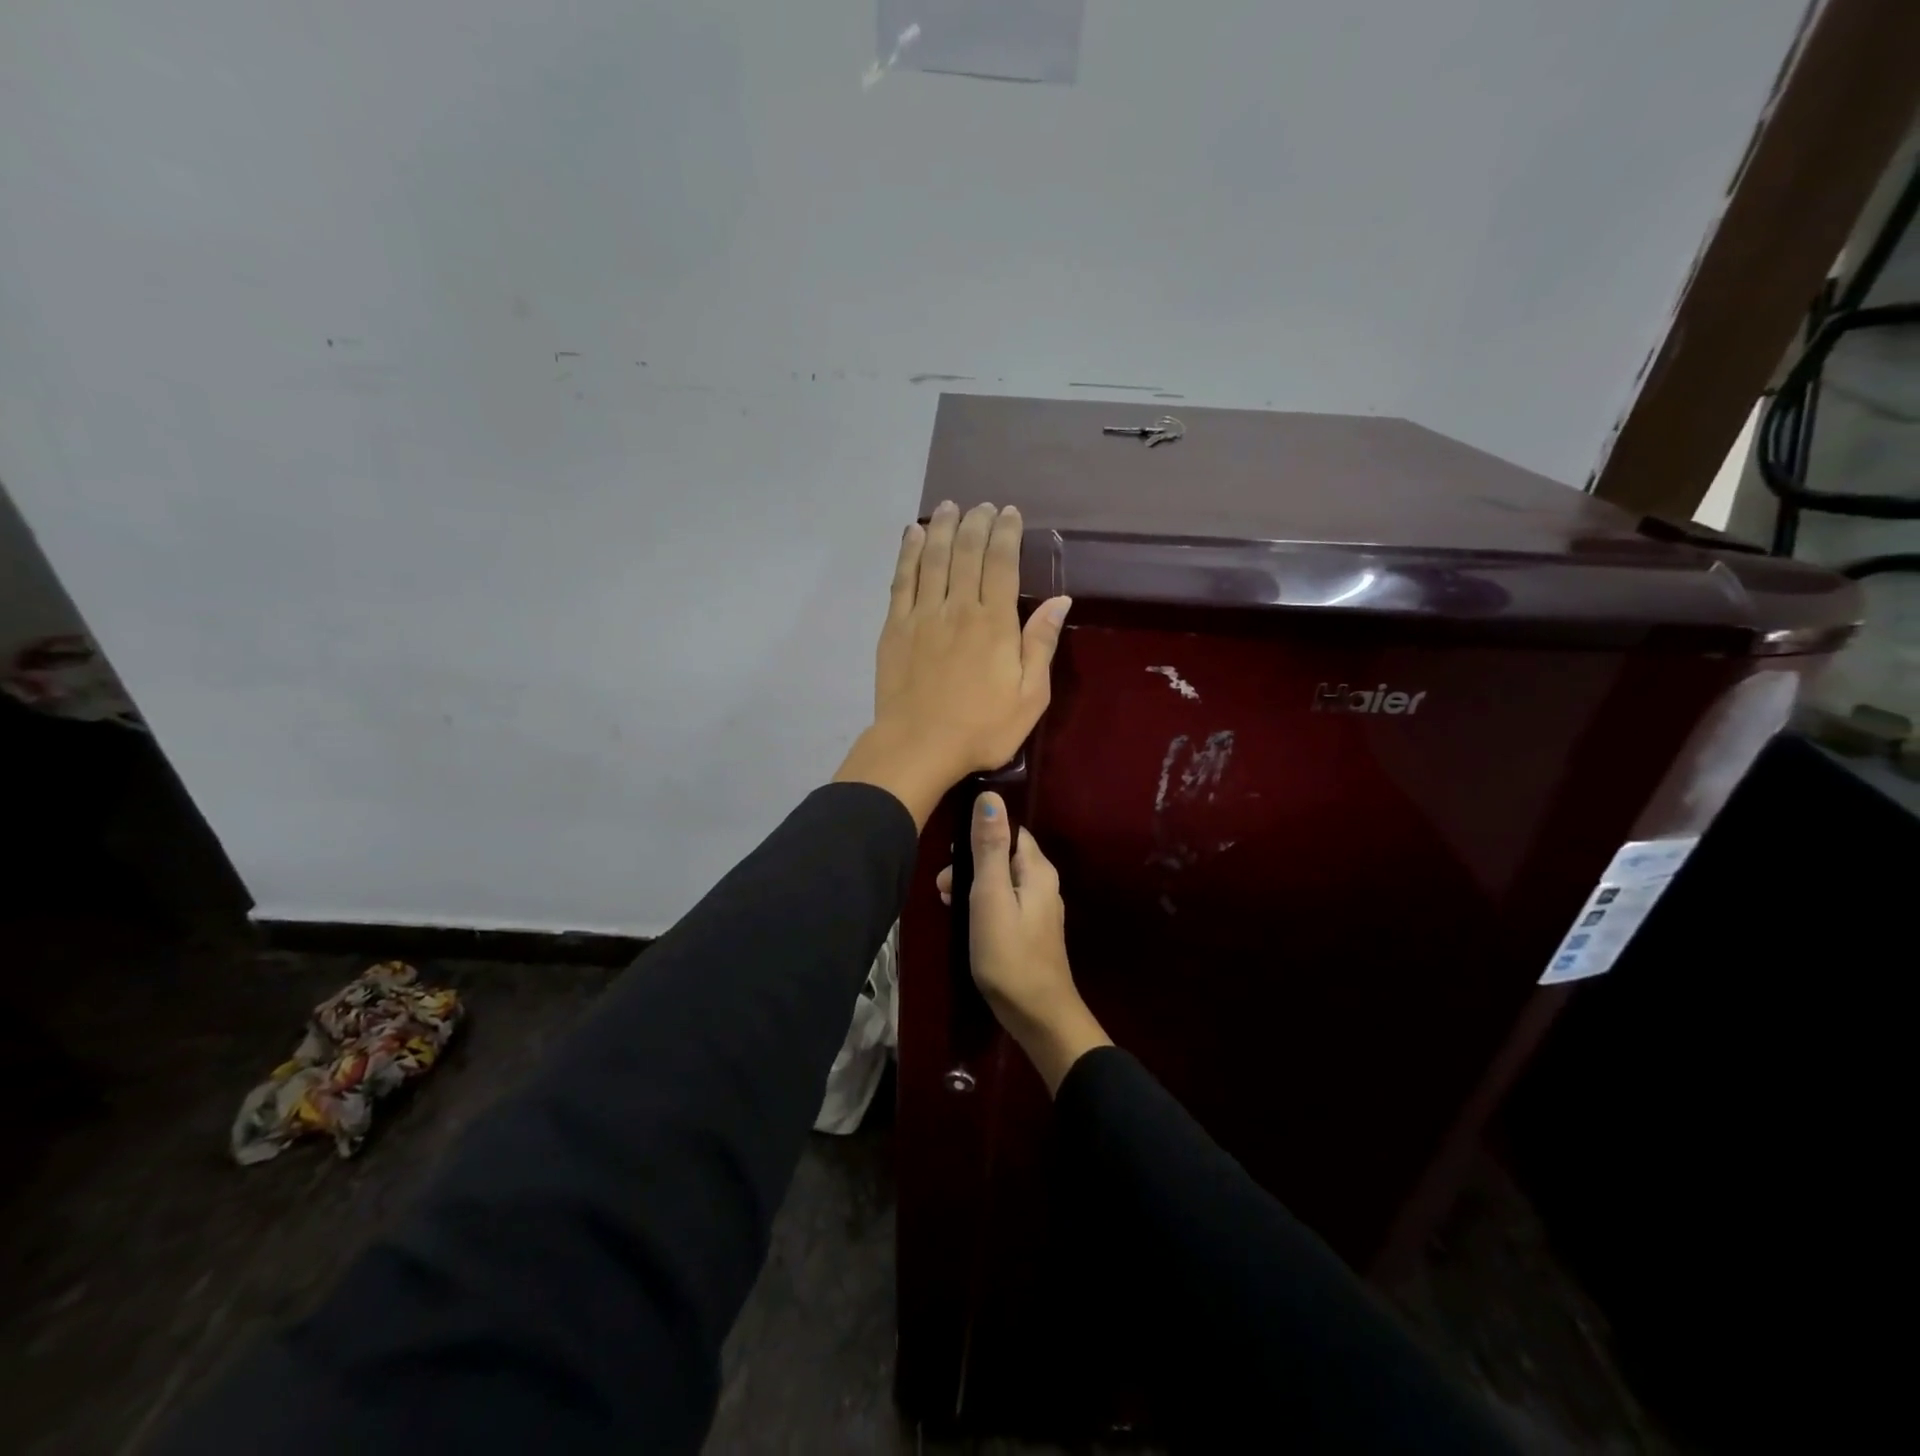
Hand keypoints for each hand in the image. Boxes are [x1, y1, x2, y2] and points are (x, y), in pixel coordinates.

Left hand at [834, 501, 1070, 826]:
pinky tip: (913, 536)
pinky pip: (902, 580)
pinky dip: (909, 554)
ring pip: (933, 558)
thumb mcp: (1030, 697)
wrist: (919, 746)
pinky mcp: (895, 627)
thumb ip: (1041, 644)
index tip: (1009, 513)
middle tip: (981, 505)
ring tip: (950, 507)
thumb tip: (1060, 600)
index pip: (1002, 564)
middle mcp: (958, 608)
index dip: (1006, 533)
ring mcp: (922, 615)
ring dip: (943, 528)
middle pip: (967, 553)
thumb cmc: (982, 729)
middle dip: (976, 523)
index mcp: (995, 623)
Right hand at [937, 791, 1110, 1095]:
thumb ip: (989, 848)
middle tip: (941, 884)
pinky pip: (1003, 901)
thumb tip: (991, 796)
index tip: (950, 848)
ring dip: (973, 883)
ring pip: (1001, 879)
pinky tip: (963, 916)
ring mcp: (1039, 908)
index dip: (980, 832)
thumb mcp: (991, 897)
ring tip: (945, 899)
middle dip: (970, 861)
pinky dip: (982, 902)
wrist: (1038, 1017)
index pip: (1010, 829)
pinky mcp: (1029, 930)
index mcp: (1038, 869)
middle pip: (1003, 854)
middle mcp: (1044, 883)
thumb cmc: (1010, 955)